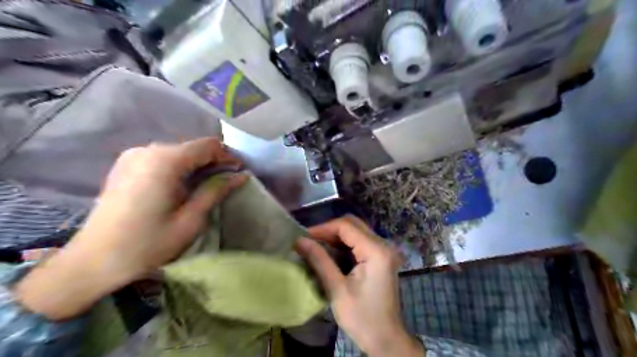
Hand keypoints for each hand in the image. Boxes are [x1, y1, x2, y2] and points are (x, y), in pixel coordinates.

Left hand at [16, 136, 245, 320]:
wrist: (93, 261)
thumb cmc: (148, 244)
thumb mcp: (191, 220)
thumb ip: (216, 191)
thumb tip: (241, 176)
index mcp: (165, 161)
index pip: (208, 146)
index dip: (228, 157)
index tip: (239, 174)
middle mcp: (148, 150)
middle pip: (193, 147)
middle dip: (213, 162)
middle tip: (226, 183)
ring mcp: (133, 156)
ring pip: (179, 152)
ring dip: (197, 165)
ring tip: (205, 186)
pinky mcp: (126, 165)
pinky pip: (162, 158)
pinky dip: (179, 168)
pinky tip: (181, 187)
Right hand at [297, 216, 423, 354]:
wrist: (386, 340)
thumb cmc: (362, 318)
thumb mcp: (337, 289)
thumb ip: (319, 260)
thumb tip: (299, 241)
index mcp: (376, 251)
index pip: (346, 226)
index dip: (323, 228)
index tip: (303, 237)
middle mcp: (383, 245)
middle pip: (353, 224)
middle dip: (329, 230)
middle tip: (309, 241)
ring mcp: (384, 251)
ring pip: (356, 231)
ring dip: (336, 236)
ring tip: (315, 245)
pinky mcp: (381, 257)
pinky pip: (360, 241)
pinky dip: (344, 244)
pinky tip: (330, 252)